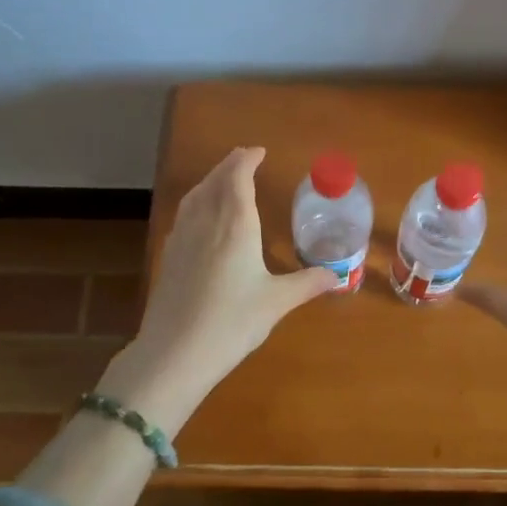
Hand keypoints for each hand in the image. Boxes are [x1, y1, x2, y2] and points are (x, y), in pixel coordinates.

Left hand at [95, 147, 337, 432]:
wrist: (175, 353)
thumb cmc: (232, 322)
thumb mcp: (277, 303)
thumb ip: (307, 284)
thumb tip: (337, 277)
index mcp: (236, 224)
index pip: (238, 177)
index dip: (247, 160)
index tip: (259, 152)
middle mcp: (206, 221)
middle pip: (215, 180)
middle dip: (230, 165)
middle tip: (244, 158)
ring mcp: (182, 237)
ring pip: (196, 194)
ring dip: (211, 179)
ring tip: (224, 178)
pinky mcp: (169, 255)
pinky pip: (184, 212)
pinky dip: (197, 200)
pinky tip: (201, 214)